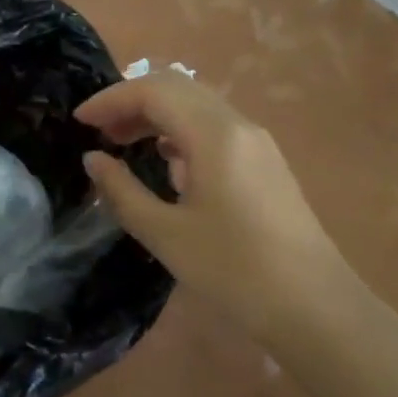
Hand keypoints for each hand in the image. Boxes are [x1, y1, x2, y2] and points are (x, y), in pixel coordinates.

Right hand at [77, 71, 342, 336]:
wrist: (317, 309)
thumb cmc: (236, 273)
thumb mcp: (167, 235)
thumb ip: (122, 192)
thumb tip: (93, 159)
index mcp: (214, 134)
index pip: (153, 91)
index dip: (111, 99)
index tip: (80, 120)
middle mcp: (237, 124)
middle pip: (176, 87)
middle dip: (132, 100)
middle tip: (98, 129)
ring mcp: (256, 141)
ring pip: (196, 104)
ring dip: (156, 113)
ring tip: (123, 142)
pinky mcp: (265, 161)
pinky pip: (214, 125)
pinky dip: (180, 129)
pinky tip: (165, 160)